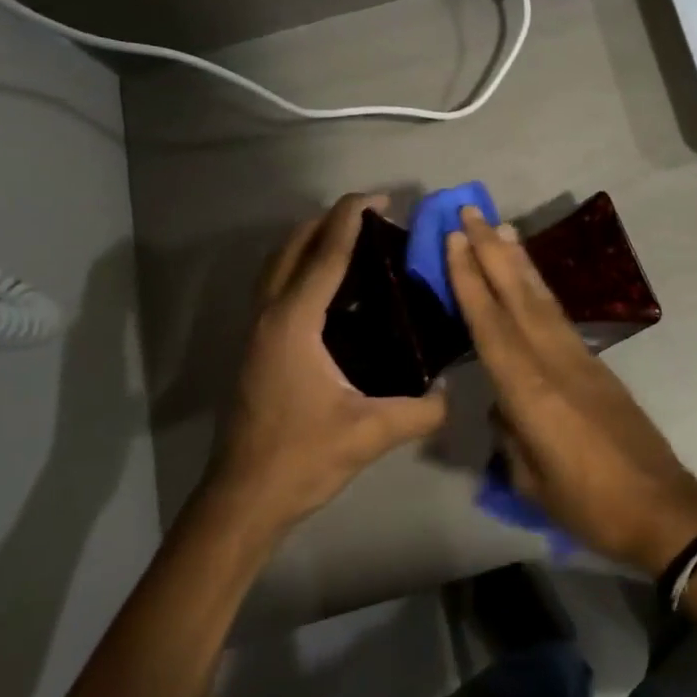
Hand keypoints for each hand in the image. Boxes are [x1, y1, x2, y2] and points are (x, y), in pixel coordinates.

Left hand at [207, 195, 448, 532]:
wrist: (242, 500)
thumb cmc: (302, 458)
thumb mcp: (372, 433)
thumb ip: (421, 410)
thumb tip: (453, 393)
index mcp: (294, 323)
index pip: (325, 255)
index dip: (351, 219)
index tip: (379, 197)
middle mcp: (269, 315)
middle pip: (293, 247)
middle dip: (328, 221)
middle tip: (370, 215)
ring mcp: (255, 331)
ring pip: (277, 265)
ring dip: (310, 241)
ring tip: (351, 240)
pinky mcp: (254, 347)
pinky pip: (276, 286)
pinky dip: (300, 267)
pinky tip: (332, 289)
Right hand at [445, 207, 696, 572]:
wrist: (662, 508)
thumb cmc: (590, 505)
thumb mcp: (532, 480)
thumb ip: (511, 433)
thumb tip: (503, 404)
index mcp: (531, 391)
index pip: (491, 325)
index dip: (470, 280)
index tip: (455, 239)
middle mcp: (555, 361)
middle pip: (518, 296)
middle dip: (492, 251)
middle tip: (472, 212)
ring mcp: (580, 359)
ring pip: (542, 299)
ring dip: (519, 261)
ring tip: (502, 227)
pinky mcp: (597, 365)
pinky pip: (558, 317)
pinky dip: (540, 290)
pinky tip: (530, 280)